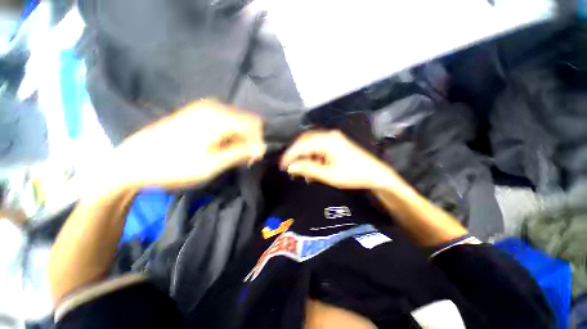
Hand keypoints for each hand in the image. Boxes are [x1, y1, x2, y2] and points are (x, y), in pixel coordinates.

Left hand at [108, 100, 265, 189]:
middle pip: (246, 120)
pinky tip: (221, 146)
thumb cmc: (174, 166)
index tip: (253, 158)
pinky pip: (224, 120)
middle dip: (250, 139)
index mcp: (219, 117)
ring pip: (236, 120)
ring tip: (231, 154)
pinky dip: (229, 133)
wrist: (133, 161)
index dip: (258, 141)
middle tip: (243, 158)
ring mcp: (203, 107)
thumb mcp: (211, 165)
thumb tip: (262, 148)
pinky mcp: (196, 112)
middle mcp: (214, 106)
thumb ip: (239, 153)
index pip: (255, 124)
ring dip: (239, 137)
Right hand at [280, 130, 399, 189]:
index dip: (290, 155)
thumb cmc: (353, 175)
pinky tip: (312, 167)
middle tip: (289, 167)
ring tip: (302, 170)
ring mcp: (332, 137)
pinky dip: (312, 156)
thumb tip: (291, 167)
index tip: (282, 166)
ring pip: (310, 144)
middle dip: (295, 154)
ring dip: (304, 156)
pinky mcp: (335, 142)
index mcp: (327, 141)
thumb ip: (308, 169)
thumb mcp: (329, 175)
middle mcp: (328, 135)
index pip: (301, 145)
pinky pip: (318, 147)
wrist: (376, 174)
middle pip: (304, 141)